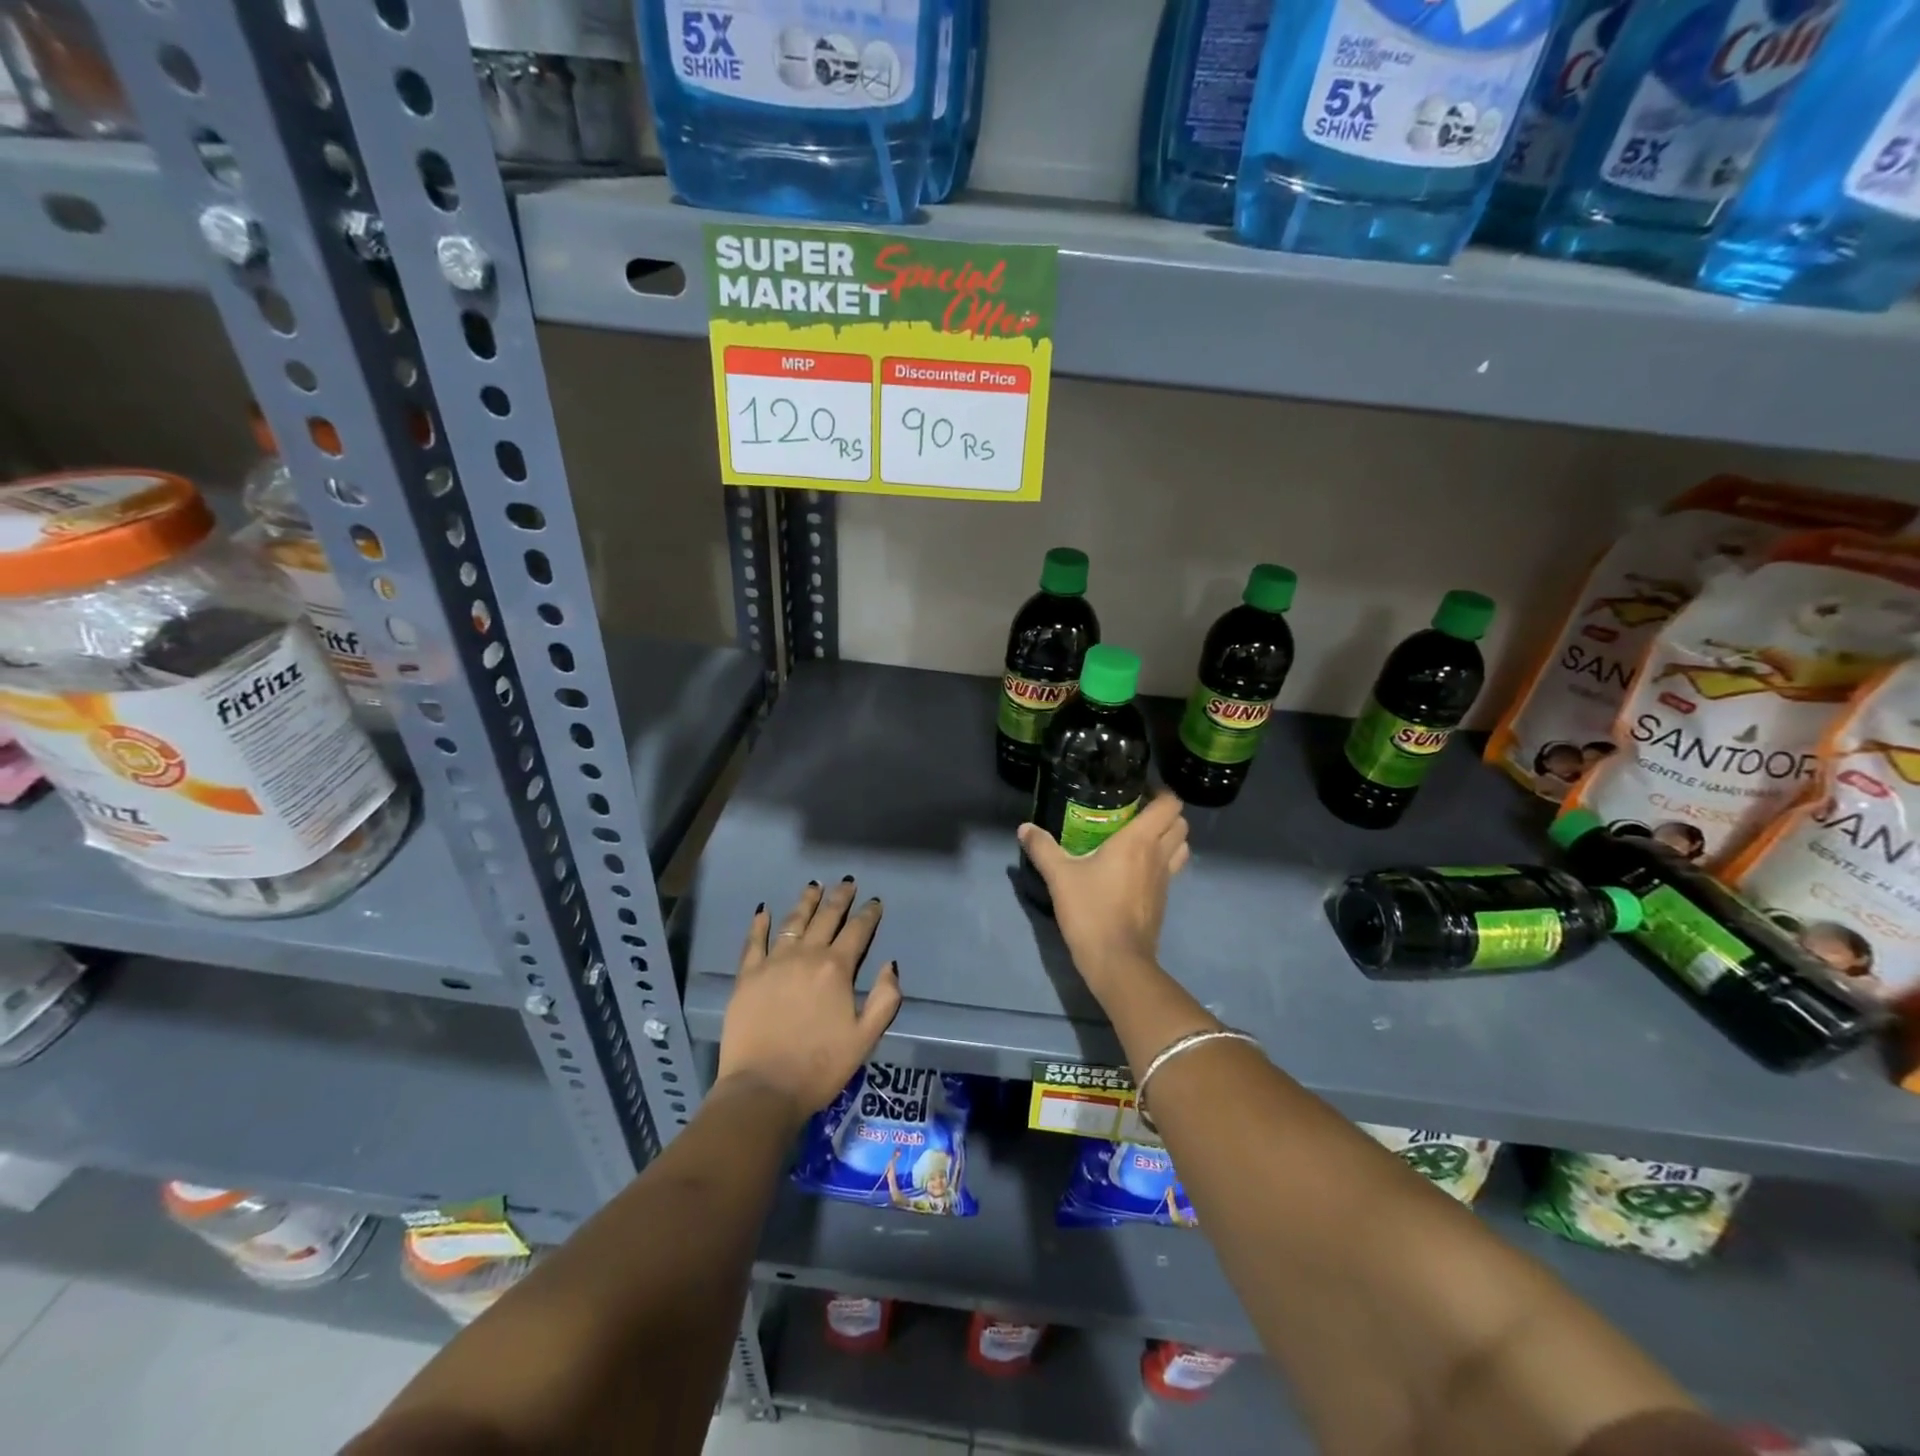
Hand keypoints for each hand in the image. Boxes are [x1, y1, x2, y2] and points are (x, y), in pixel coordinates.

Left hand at [716, 878, 901, 1124]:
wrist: (763, 1089)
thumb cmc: (820, 1067)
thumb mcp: (866, 1038)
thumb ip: (886, 998)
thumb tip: (890, 964)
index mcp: (837, 969)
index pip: (857, 931)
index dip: (868, 914)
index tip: (875, 902)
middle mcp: (806, 956)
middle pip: (826, 918)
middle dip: (839, 898)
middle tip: (847, 882)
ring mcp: (773, 963)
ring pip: (793, 922)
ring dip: (806, 902)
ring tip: (814, 886)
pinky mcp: (747, 976)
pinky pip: (754, 942)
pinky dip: (760, 924)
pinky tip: (764, 911)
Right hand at [1017, 792, 1189, 992]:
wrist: (1117, 961)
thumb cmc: (1091, 911)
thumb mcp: (1059, 877)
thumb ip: (1042, 848)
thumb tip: (1024, 828)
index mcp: (1139, 840)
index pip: (1169, 804)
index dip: (1160, 792)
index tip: (1138, 790)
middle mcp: (1158, 855)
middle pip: (1180, 823)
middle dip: (1165, 813)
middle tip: (1135, 812)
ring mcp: (1165, 879)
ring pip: (1181, 846)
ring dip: (1168, 837)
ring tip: (1139, 837)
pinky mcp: (1162, 899)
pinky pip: (1171, 869)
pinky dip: (1161, 860)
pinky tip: (1134, 867)